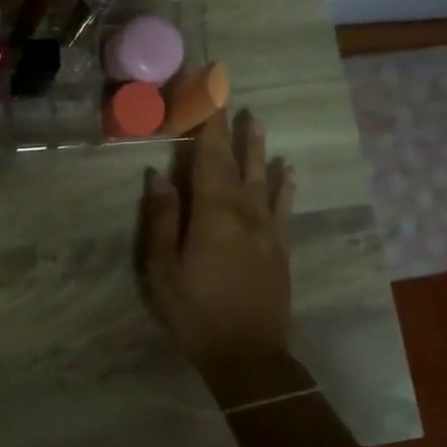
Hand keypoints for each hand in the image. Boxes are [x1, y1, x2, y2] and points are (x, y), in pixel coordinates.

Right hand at [141, 109, 295, 377]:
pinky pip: (284, 207)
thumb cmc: (195, 312)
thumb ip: (162, 219)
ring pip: (263, 177)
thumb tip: (159, 175)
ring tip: (255, 119)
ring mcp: (267, 228)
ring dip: (256, 147)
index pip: (207, 155)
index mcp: (213, 212)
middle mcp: (245, 211)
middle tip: (227, 93)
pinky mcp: (280, 247)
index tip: (203, 91)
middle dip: (227, 126)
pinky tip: (288, 170)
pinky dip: (285, 185)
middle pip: (235, 160)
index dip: (205, 122)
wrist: (248, 356)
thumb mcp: (163, 269)